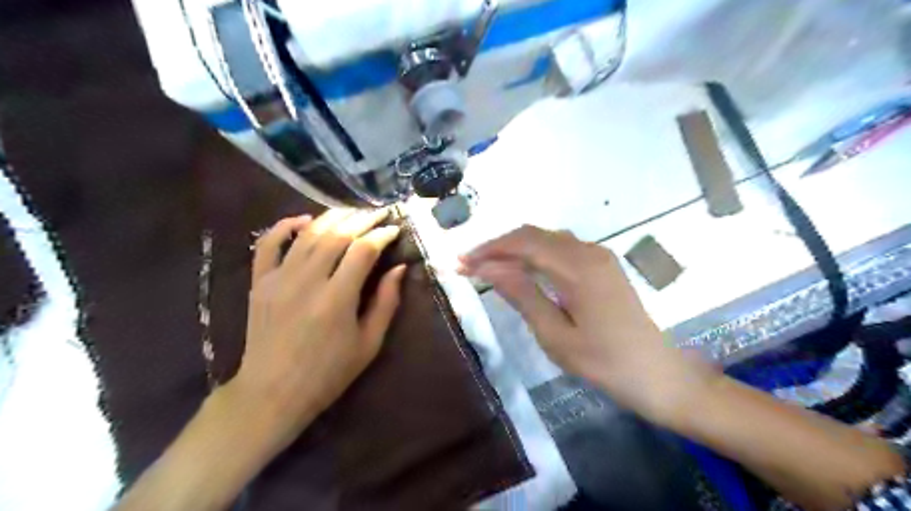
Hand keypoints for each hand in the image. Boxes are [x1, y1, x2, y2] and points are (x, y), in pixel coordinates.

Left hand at [223, 207, 406, 451]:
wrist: (272, 392)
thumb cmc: (328, 373)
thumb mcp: (369, 343)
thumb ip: (386, 302)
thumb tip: (399, 269)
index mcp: (337, 299)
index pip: (363, 250)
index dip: (382, 235)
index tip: (395, 230)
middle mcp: (307, 281)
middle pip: (337, 235)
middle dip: (362, 219)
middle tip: (378, 213)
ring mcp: (279, 279)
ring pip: (308, 233)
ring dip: (333, 218)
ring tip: (352, 212)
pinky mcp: (260, 282)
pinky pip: (268, 244)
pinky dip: (285, 226)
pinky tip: (303, 220)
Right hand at [460, 226, 714, 423]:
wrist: (657, 374)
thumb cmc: (604, 362)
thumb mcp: (555, 335)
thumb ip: (522, 295)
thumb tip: (488, 268)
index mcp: (578, 268)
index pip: (523, 244)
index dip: (489, 250)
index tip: (461, 263)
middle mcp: (589, 251)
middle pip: (534, 235)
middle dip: (498, 246)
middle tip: (469, 264)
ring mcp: (599, 256)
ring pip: (547, 239)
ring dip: (515, 248)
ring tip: (488, 266)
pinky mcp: (602, 265)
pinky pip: (561, 248)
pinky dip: (535, 254)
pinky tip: (521, 268)